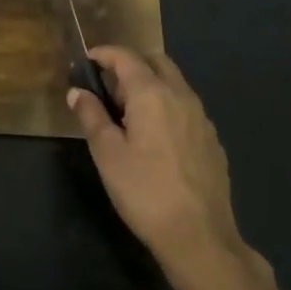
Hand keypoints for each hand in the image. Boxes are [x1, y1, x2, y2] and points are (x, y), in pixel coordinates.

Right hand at [68, 46, 246, 275]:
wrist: (199, 235)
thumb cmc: (144, 191)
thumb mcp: (107, 154)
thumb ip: (91, 116)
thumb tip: (77, 92)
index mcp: (152, 94)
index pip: (126, 57)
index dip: (104, 54)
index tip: (86, 60)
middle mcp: (181, 96)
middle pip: (156, 62)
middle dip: (131, 64)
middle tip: (107, 87)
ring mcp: (202, 118)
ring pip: (174, 84)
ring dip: (150, 85)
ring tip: (128, 114)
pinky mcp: (212, 140)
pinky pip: (186, 108)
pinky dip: (167, 106)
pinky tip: (156, 138)